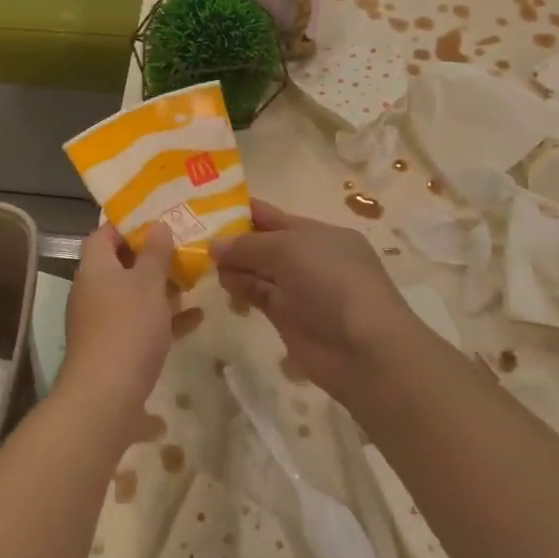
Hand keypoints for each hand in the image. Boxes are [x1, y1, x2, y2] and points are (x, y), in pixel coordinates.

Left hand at [60, 223, 176, 423]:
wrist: (105, 395)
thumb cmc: (127, 327)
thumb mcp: (148, 283)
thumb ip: (155, 253)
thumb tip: (157, 226)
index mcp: (95, 267)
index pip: (104, 233)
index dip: (129, 224)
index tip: (159, 220)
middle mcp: (93, 289)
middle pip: (121, 264)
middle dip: (152, 258)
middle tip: (183, 249)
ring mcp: (101, 320)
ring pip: (133, 295)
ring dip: (160, 288)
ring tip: (193, 279)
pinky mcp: (113, 347)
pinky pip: (140, 323)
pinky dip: (163, 318)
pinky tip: (196, 318)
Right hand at [210, 199, 411, 405]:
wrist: (365, 350)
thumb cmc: (332, 282)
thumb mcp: (288, 249)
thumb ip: (247, 245)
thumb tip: (214, 245)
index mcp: (318, 233)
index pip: (273, 216)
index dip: (242, 210)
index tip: (207, 207)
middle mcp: (309, 258)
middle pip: (263, 243)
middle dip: (233, 238)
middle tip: (193, 234)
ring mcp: (299, 289)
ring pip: (258, 270)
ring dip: (233, 263)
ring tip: (202, 259)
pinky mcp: (289, 318)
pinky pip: (258, 295)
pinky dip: (240, 287)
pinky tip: (221, 281)